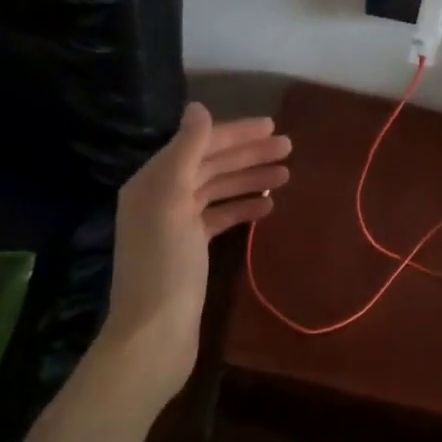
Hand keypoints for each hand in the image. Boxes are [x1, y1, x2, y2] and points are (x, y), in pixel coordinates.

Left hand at [101, 104, 291, 403]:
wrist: (154, 335)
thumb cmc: (164, 264)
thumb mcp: (172, 200)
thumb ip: (186, 151)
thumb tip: (198, 107)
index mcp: (153, 180)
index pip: (198, 144)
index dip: (235, 133)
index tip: (272, 126)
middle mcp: (161, 197)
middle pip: (209, 165)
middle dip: (248, 154)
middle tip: (289, 147)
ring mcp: (175, 224)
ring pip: (217, 190)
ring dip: (249, 179)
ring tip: (286, 174)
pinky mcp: (189, 250)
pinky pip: (218, 217)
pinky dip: (242, 208)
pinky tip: (268, 207)